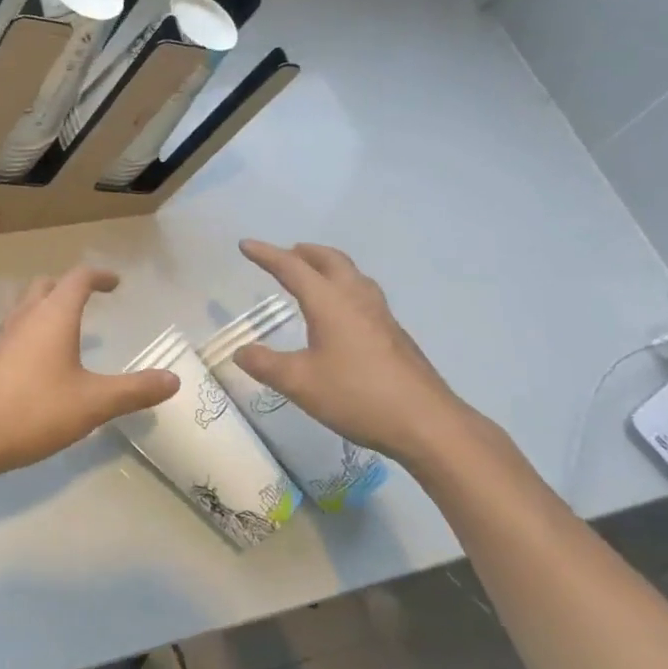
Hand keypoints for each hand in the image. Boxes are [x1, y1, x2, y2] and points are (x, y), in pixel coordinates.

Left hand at [0, 266, 178, 483]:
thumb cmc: (34, 410)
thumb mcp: (93, 403)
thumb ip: (134, 390)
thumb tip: (173, 380)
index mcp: (53, 315)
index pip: (78, 278)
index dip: (99, 276)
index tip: (115, 284)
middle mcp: (25, 315)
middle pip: (47, 285)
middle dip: (69, 287)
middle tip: (89, 301)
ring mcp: (0, 335)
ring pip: (26, 307)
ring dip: (47, 308)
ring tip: (67, 332)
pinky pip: (14, 330)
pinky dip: (32, 332)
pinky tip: (40, 364)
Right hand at [233, 240, 472, 463]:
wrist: (427, 423)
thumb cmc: (358, 395)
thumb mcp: (300, 383)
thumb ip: (266, 365)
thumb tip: (240, 352)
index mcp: (329, 302)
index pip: (292, 267)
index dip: (266, 254)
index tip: (245, 244)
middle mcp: (356, 298)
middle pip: (330, 260)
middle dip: (305, 252)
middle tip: (285, 253)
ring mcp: (380, 315)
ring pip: (352, 274)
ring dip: (328, 266)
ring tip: (313, 275)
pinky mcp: (394, 334)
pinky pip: (364, 294)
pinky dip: (344, 287)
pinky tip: (342, 313)